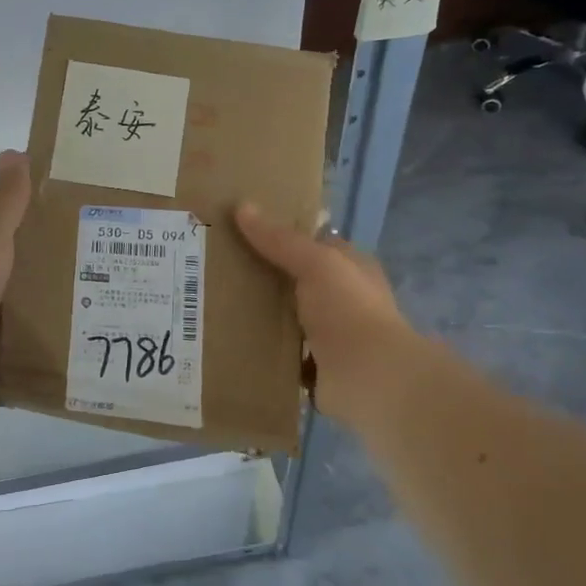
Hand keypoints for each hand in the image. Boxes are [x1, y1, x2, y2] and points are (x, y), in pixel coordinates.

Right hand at [235, 203, 417, 429]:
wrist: (369, 379)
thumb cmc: (349, 311)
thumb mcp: (316, 263)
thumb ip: (280, 240)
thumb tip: (242, 207)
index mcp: (351, 269)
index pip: (315, 245)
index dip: (283, 236)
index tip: (241, 232)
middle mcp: (343, 301)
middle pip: (297, 282)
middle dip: (265, 277)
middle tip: (218, 268)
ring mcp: (330, 336)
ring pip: (288, 319)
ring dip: (261, 316)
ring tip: (216, 304)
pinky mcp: (315, 368)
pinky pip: (282, 353)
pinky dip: (263, 350)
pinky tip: (232, 342)